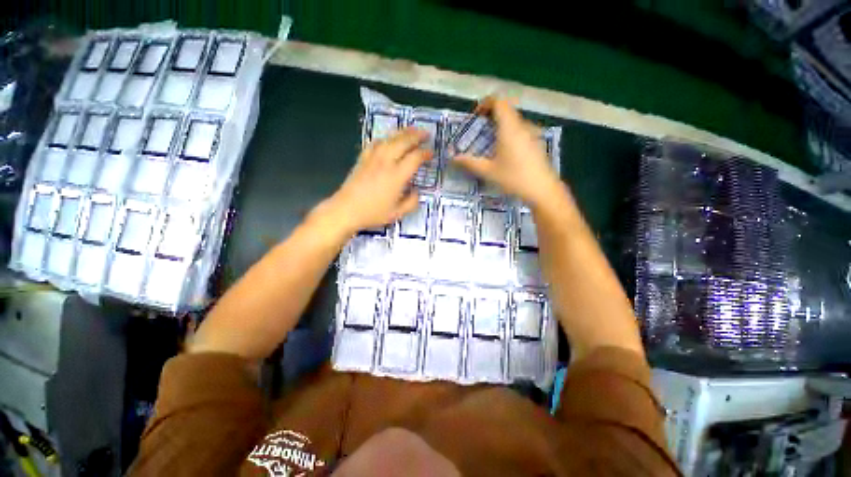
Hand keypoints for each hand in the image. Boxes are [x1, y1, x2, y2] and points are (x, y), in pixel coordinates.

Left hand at [319, 128, 431, 236]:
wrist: (345, 210)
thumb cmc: (372, 213)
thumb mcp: (397, 214)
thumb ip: (411, 202)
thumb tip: (417, 191)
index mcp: (397, 176)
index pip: (415, 158)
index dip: (425, 153)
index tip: (431, 153)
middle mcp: (386, 162)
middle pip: (403, 142)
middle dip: (417, 136)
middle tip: (427, 134)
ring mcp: (373, 158)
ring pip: (390, 138)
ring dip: (403, 132)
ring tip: (412, 130)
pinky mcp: (363, 158)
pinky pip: (375, 142)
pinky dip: (385, 138)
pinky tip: (388, 139)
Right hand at [453, 97, 561, 206]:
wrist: (542, 190)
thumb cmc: (514, 178)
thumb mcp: (488, 171)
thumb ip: (469, 162)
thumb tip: (452, 157)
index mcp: (509, 128)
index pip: (499, 102)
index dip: (486, 103)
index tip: (476, 116)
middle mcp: (522, 126)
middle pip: (506, 110)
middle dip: (491, 115)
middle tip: (479, 130)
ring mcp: (532, 134)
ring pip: (514, 121)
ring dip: (500, 125)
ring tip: (489, 142)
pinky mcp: (536, 143)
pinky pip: (520, 130)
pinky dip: (509, 133)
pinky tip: (505, 152)